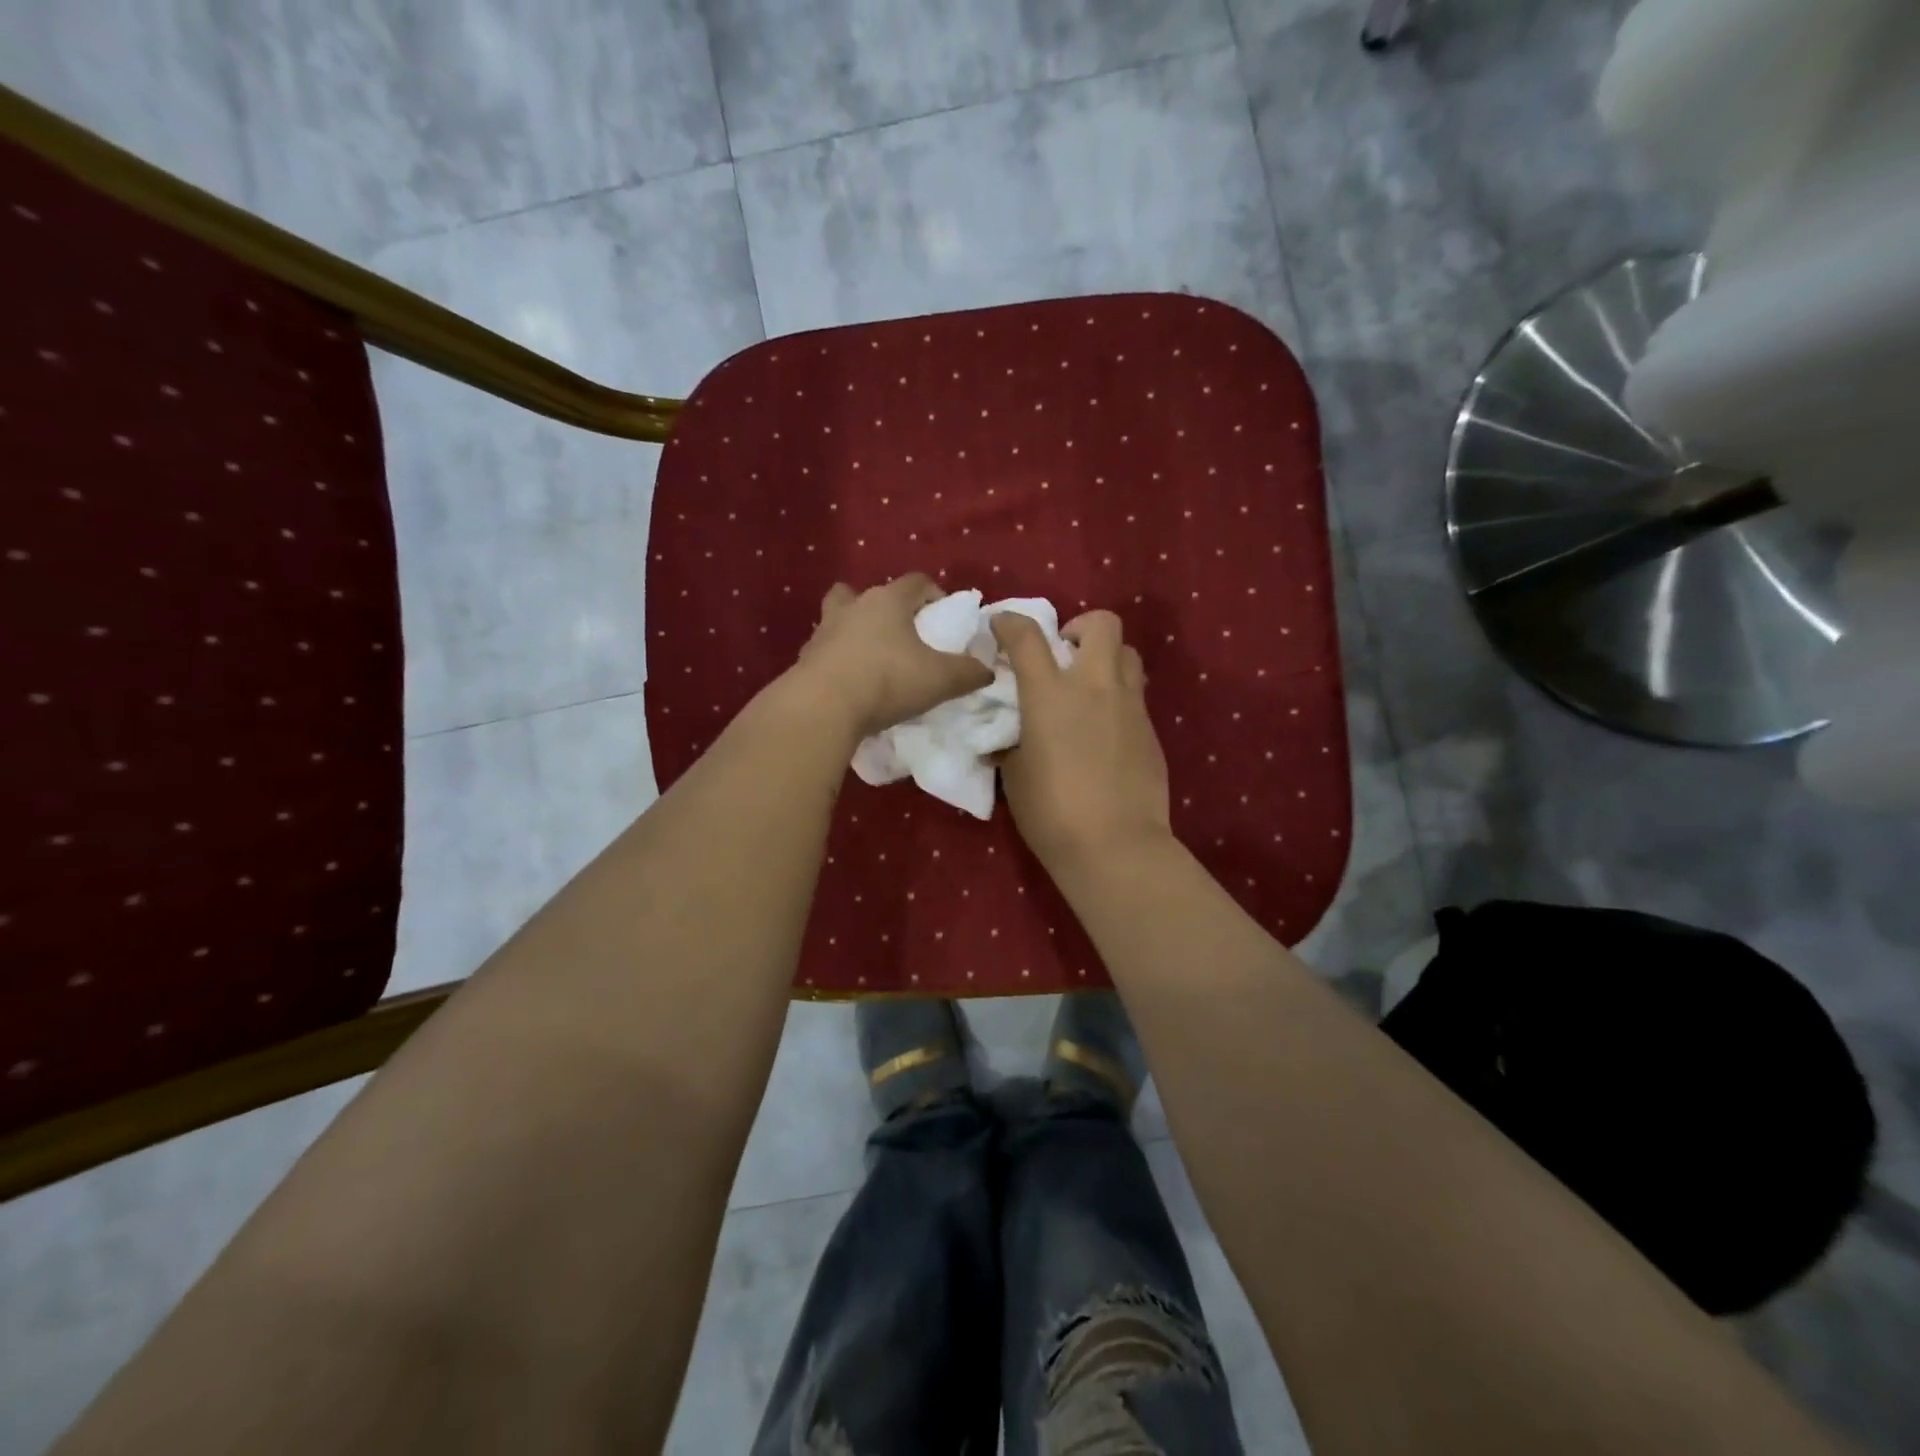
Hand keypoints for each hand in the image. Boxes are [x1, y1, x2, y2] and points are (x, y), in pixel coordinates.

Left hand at [792, 575, 994, 739]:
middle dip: (883, 608)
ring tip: (871, 659)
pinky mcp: (805, 659)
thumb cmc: (887, 680)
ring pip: (839, 619)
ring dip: (854, 632)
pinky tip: (849, 685)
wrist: (823, 706)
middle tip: (899, 633)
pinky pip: (825, 652)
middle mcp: (853, 607)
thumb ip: (969, 672)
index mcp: (888, 601)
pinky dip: (837, 662)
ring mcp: (823, 632)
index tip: (944, 616)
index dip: (934, 594)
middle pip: (866, 593)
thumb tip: (986, 670)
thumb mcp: (941, 679)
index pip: (916, 581)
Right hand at [992, 609, 1170, 874]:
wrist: (1115, 846)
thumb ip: (1012, 741)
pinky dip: (1118, 697)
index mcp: (1050, 694)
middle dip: (1080, 627)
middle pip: (1102, 623)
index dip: (1010, 622)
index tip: (1001, 626)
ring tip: (1089, 687)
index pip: (1027, 636)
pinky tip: (1105, 729)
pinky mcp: (1151, 729)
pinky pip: (1136, 694)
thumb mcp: (1014, 774)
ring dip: (1106, 658)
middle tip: (1063, 654)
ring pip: (1128, 653)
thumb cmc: (1052, 812)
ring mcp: (1129, 705)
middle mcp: (1094, 686)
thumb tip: (1009, 734)